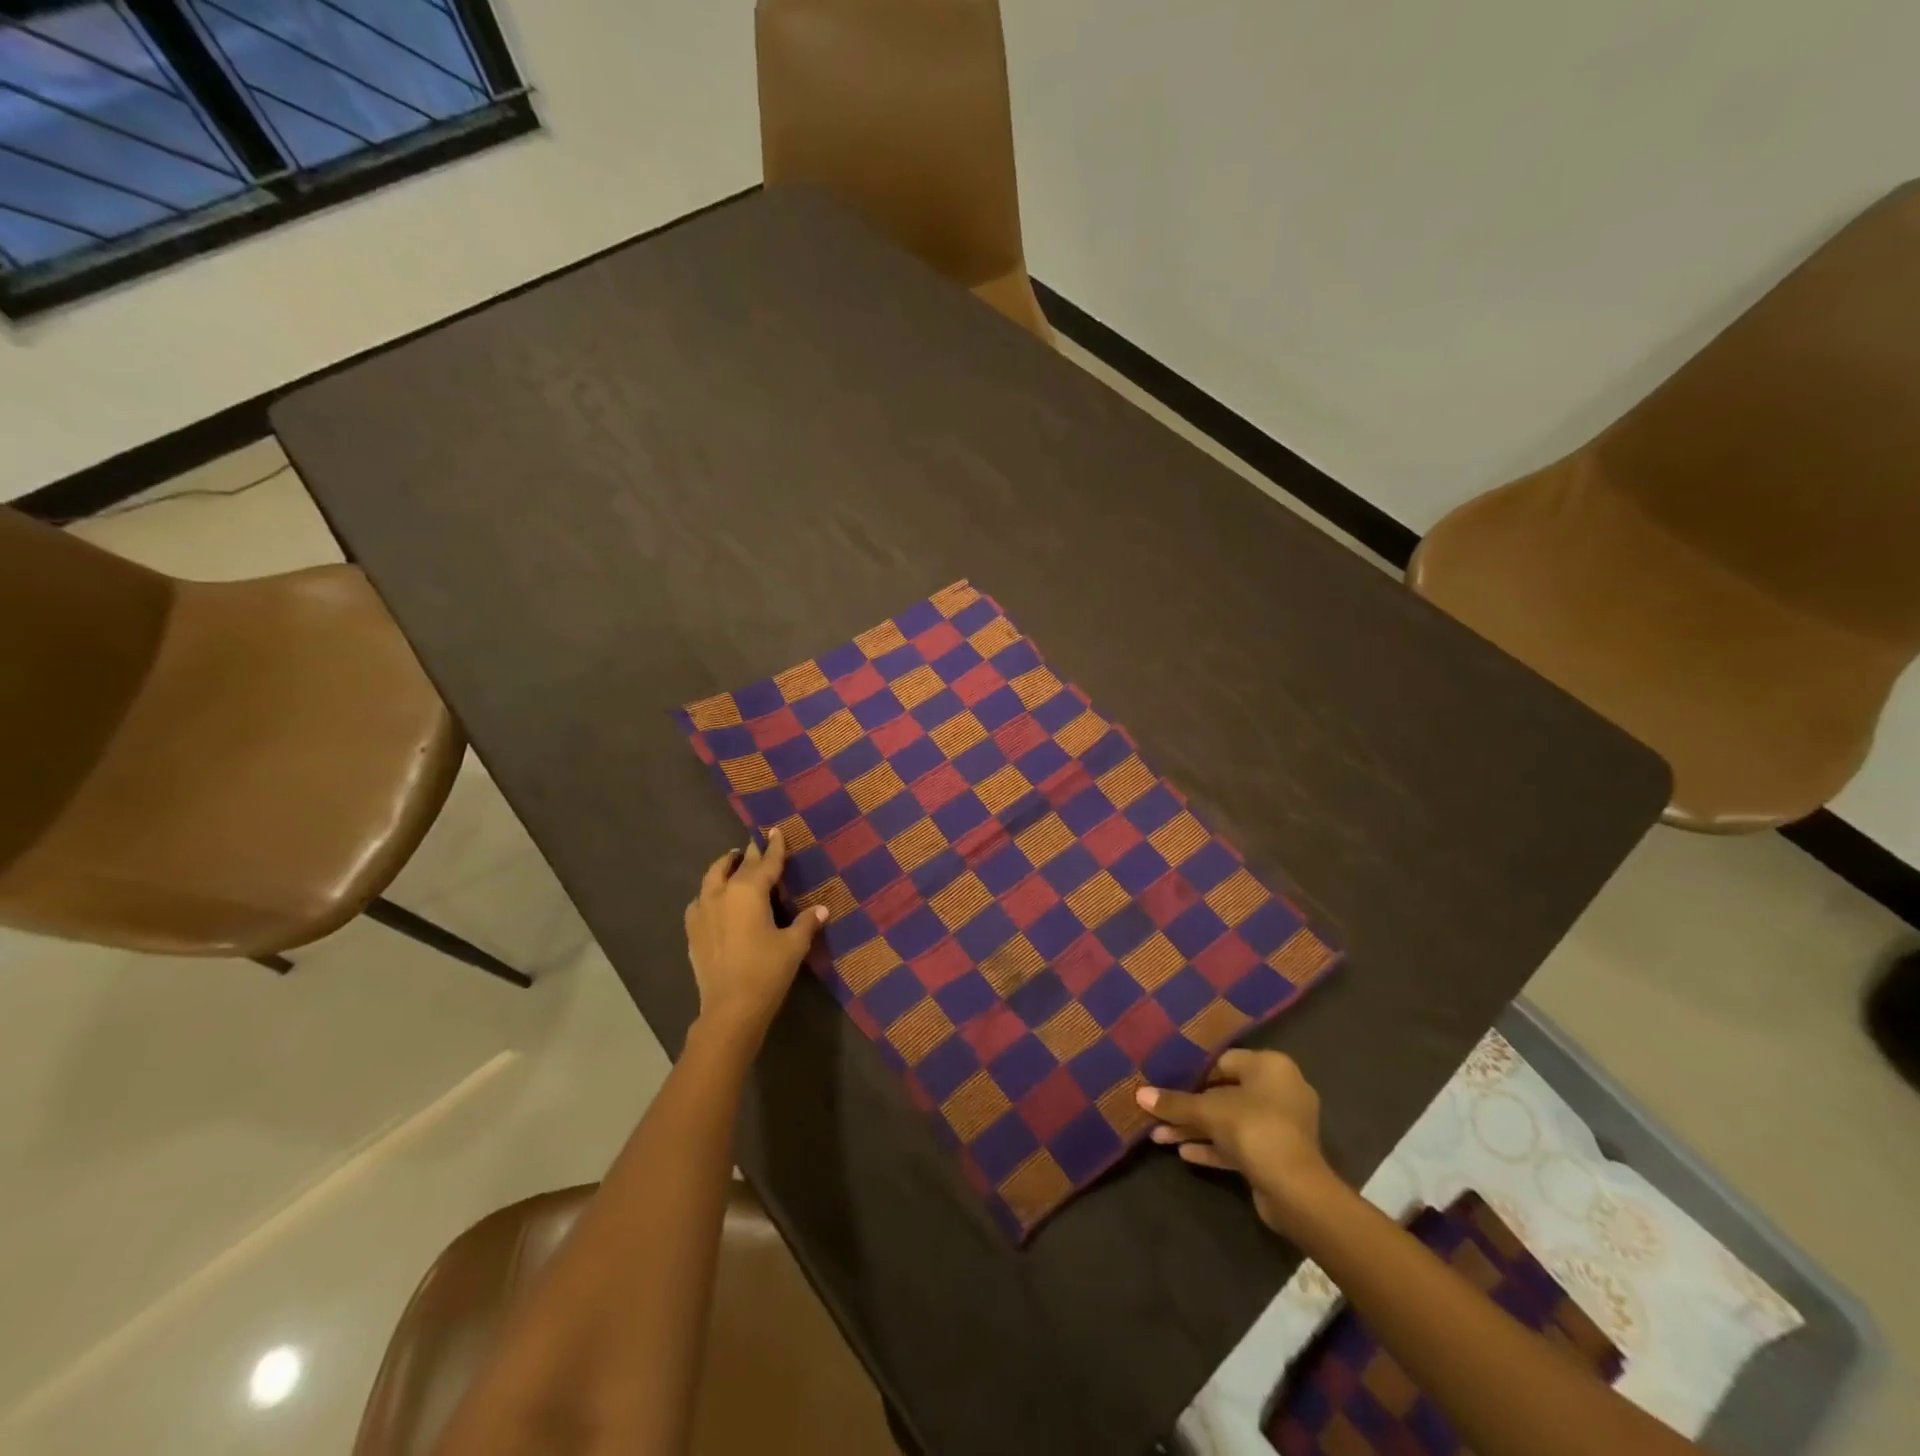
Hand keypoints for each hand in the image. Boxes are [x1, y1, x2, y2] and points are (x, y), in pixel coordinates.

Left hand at [683, 828, 825, 1042]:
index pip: (765, 863)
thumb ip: (806, 923)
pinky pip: (700, 901)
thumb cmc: (767, 971)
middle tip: (757, 844)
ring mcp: (702, 912)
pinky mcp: (692, 932)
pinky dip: (709, 893)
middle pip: (737, 867)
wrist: (730, 1009)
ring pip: (711, 879)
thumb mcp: (793, 945)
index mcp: (748, 892)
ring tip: (733, 864)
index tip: (776, 830)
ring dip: (724, 868)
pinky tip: (714, 900)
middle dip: (749, 854)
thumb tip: (821, 909)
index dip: (774, 847)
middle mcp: (722, 894)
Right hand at [1136, 1049, 1340, 1234]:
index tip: (1164, 1080)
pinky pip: (1239, 1143)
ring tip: (1159, 1136)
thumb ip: (1174, 1102)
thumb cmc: (1254, 1129)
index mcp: (1270, 1066)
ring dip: (1196, 1128)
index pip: (1223, 1061)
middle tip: (1158, 1111)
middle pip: (1224, 1093)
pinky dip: (1213, 1146)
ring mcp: (1280, 1125)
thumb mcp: (1208, 1111)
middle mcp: (1279, 1090)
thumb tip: (1139, 1094)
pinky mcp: (1276, 1155)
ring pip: (1229, 1121)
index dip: (1192, 1072)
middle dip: (1189, 1106)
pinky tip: (1183, 1153)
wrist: (1296, 1191)